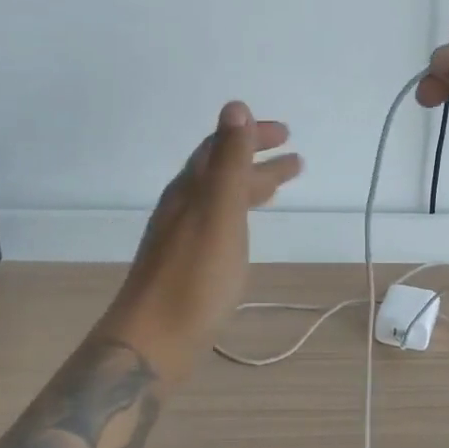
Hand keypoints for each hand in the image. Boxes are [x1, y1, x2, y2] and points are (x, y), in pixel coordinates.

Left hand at [98, 102, 301, 382]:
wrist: (154, 341)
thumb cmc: (194, 278)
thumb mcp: (219, 213)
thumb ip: (229, 161)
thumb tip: (235, 106)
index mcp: (190, 190)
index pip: (220, 147)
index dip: (251, 135)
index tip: (286, 133)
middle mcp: (182, 207)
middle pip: (221, 171)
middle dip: (256, 159)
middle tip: (295, 160)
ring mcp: (181, 237)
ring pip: (220, 199)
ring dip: (250, 187)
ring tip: (280, 189)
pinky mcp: (185, 264)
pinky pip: (218, 224)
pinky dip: (239, 215)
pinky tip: (245, 231)